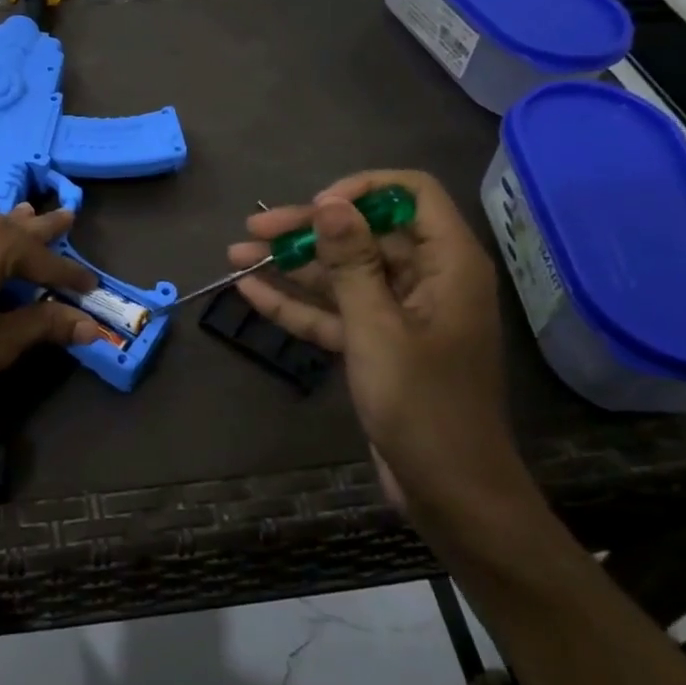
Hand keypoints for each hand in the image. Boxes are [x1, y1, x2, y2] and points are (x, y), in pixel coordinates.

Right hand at [228, 170, 523, 516]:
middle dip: (307, 231)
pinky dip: (297, 304)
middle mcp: (425, 278)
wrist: (450, 493)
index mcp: (447, 264)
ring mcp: (399, 312)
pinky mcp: (377, 343)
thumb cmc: (423, 407)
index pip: (409, 194)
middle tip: (253, 231)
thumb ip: (351, 263)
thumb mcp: (378, 329)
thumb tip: (329, 202)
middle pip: (363, 234)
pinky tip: (251, 292)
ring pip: (342, 274)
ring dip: (292, 266)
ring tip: (236, 256)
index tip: (316, 209)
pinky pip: (335, 311)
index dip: (361, 191)